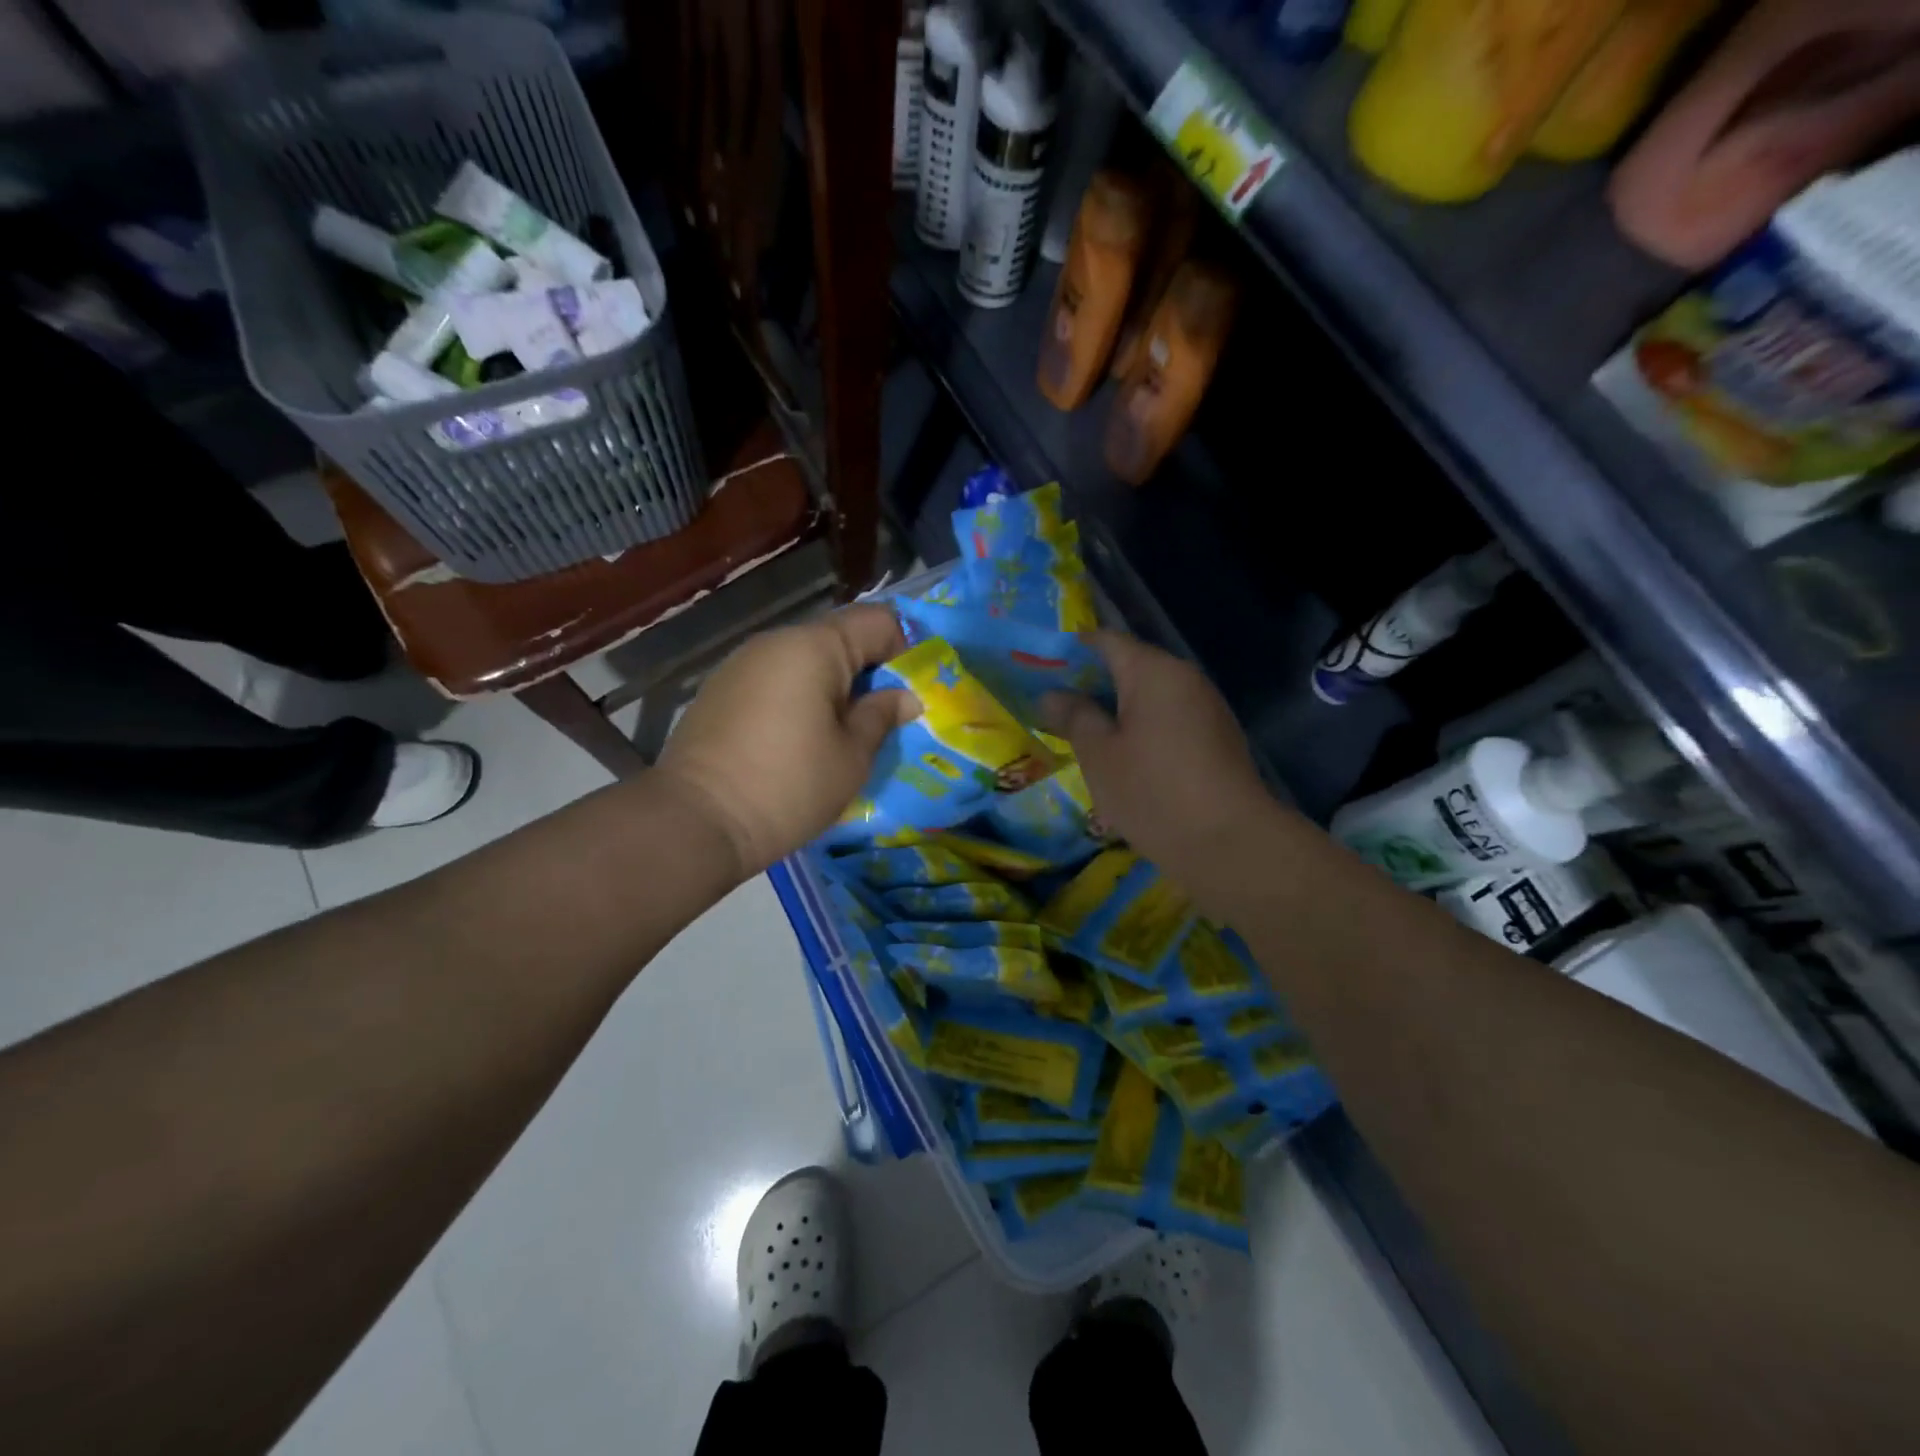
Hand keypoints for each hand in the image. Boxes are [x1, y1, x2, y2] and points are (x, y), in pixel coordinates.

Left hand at [656, 605, 918, 876]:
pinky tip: (798, 740)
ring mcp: (741, 663)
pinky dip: (798, 698)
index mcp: (814, 647)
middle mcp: (775, 641)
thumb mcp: (851, 756)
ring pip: (805, 661)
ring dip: (832, 687)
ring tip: (840, 734)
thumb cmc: (789, 786)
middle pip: (839, 638)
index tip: (911, 691)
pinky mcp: (719, 690)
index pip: (877, 621)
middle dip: (867, 671)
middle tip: (882, 719)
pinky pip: (775, 680)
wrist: (695, 822)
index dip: (905, 649)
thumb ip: (881, 716)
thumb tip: (904, 697)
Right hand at [1041, 632, 1276, 886]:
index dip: (1070, 652)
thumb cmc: (1153, 791)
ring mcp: (1206, 709)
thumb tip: (1052, 695)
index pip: (1105, 641)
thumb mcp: (1099, 755)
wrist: (1230, 843)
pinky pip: (1169, 720)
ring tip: (1081, 736)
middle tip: (1053, 709)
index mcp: (1154, 671)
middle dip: (1090, 684)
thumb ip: (1074, 717)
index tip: (1040, 672)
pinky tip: (1121, 758)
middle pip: (1130, 667)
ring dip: (1116, 710)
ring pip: (1150, 697)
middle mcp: (1184, 679)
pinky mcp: (1216, 739)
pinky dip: (1141, 729)